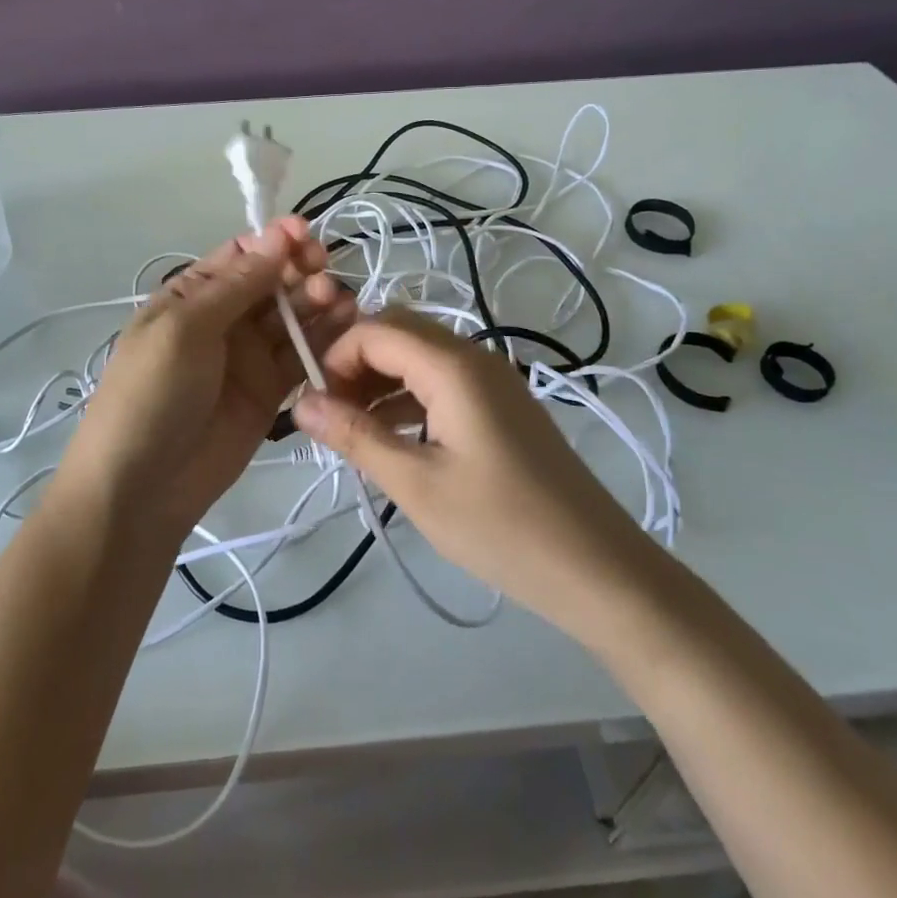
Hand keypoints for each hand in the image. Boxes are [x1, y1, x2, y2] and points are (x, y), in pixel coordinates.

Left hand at [61, 219, 353, 543]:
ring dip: (316, 302)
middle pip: (271, 282)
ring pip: (291, 317)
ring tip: (339, 300)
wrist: (141, 489)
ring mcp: (248, 356)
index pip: (240, 256)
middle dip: (299, 270)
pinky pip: (301, 357)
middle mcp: (223, 319)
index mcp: (191, 296)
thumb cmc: (151, 394)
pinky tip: (347, 326)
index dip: (273, 241)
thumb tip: (276, 237)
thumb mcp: (184, 329)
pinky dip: (324, 341)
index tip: (305, 234)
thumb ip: (235, 286)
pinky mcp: (270, 391)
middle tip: (325, 270)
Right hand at [293, 308, 648, 646]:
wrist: (597, 567)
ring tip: (353, 430)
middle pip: (398, 331)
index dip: (334, 357)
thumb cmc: (501, 526)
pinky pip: (442, 380)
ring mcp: (492, 378)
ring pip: (419, 354)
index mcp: (453, 365)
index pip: (375, 329)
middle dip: (354, 362)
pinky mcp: (501, 403)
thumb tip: (299, 403)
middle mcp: (474, 355)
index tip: (312, 403)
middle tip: (330, 414)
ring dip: (379, 380)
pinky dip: (408, 396)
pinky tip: (392, 437)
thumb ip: (356, 436)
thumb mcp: (416, 485)